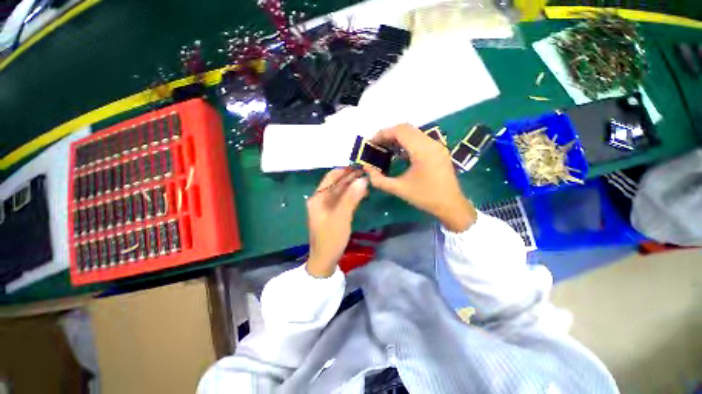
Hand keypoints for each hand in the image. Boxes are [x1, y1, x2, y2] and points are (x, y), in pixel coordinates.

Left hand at [306, 168, 368, 277]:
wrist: (325, 260)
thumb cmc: (331, 238)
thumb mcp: (341, 217)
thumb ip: (351, 198)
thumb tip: (362, 179)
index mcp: (318, 198)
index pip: (331, 177)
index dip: (345, 170)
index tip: (360, 166)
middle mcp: (321, 199)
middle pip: (337, 183)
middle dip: (351, 177)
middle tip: (367, 173)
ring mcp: (327, 206)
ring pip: (341, 191)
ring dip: (353, 186)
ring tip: (367, 181)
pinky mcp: (333, 213)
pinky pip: (343, 200)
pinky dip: (352, 195)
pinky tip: (362, 194)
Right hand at [364, 123, 476, 231]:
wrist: (451, 205)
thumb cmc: (425, 197)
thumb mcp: (399, 189)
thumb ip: (379, 179)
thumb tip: (366, 168)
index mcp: (423, 150)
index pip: (400, 131)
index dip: (383, 134)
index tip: (371, 143)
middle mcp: (431, 142)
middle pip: (406, 128)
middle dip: (388, 135)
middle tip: (376, 146)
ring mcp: (436, 145)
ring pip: (413, 133)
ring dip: (397, 138)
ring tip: (384, 149)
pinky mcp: (437, 150)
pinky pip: (419, 140)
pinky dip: (406, 143)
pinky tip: (397, 153)